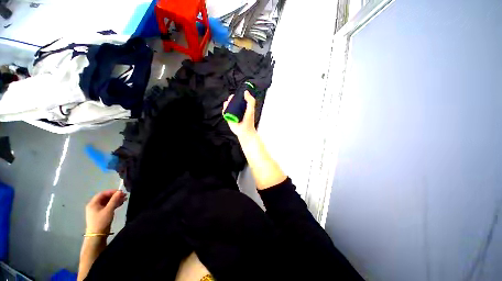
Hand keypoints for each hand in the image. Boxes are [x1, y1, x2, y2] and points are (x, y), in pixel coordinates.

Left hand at [85, 190, 126, 233]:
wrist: (97, 235)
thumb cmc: (101, 221)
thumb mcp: (109, 210)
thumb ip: (114, 200)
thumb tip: (120, 191)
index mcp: (93, 203)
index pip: (103, 194)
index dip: (112, 191)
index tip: (121, 192)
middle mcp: (94, 205)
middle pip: (105, 197)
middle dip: (115, 196)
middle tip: (124, 196)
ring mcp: (98, 210)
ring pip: (108, 202)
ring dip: (116, 200)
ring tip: (125, 199)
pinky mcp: (102, 214)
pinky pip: (108, 206)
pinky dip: (114, 204)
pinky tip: (121, 204)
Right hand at [223, 91, 256, 139]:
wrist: (245, 131)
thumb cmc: (249, 121)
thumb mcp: (251, 109)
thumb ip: (250, 101)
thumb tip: (245, 92)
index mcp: (244, 107)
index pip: (239, 100)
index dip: (236, 96)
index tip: (235, 95)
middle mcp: (238, 110)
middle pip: (232, 102)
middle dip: (230, 99)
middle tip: (230, 99)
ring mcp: (233, 114)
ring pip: (228, 107)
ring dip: (226, 104)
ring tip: (227, 103)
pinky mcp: (229, 119)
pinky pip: (225, 113)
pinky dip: (224, 111)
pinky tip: (224, 109)